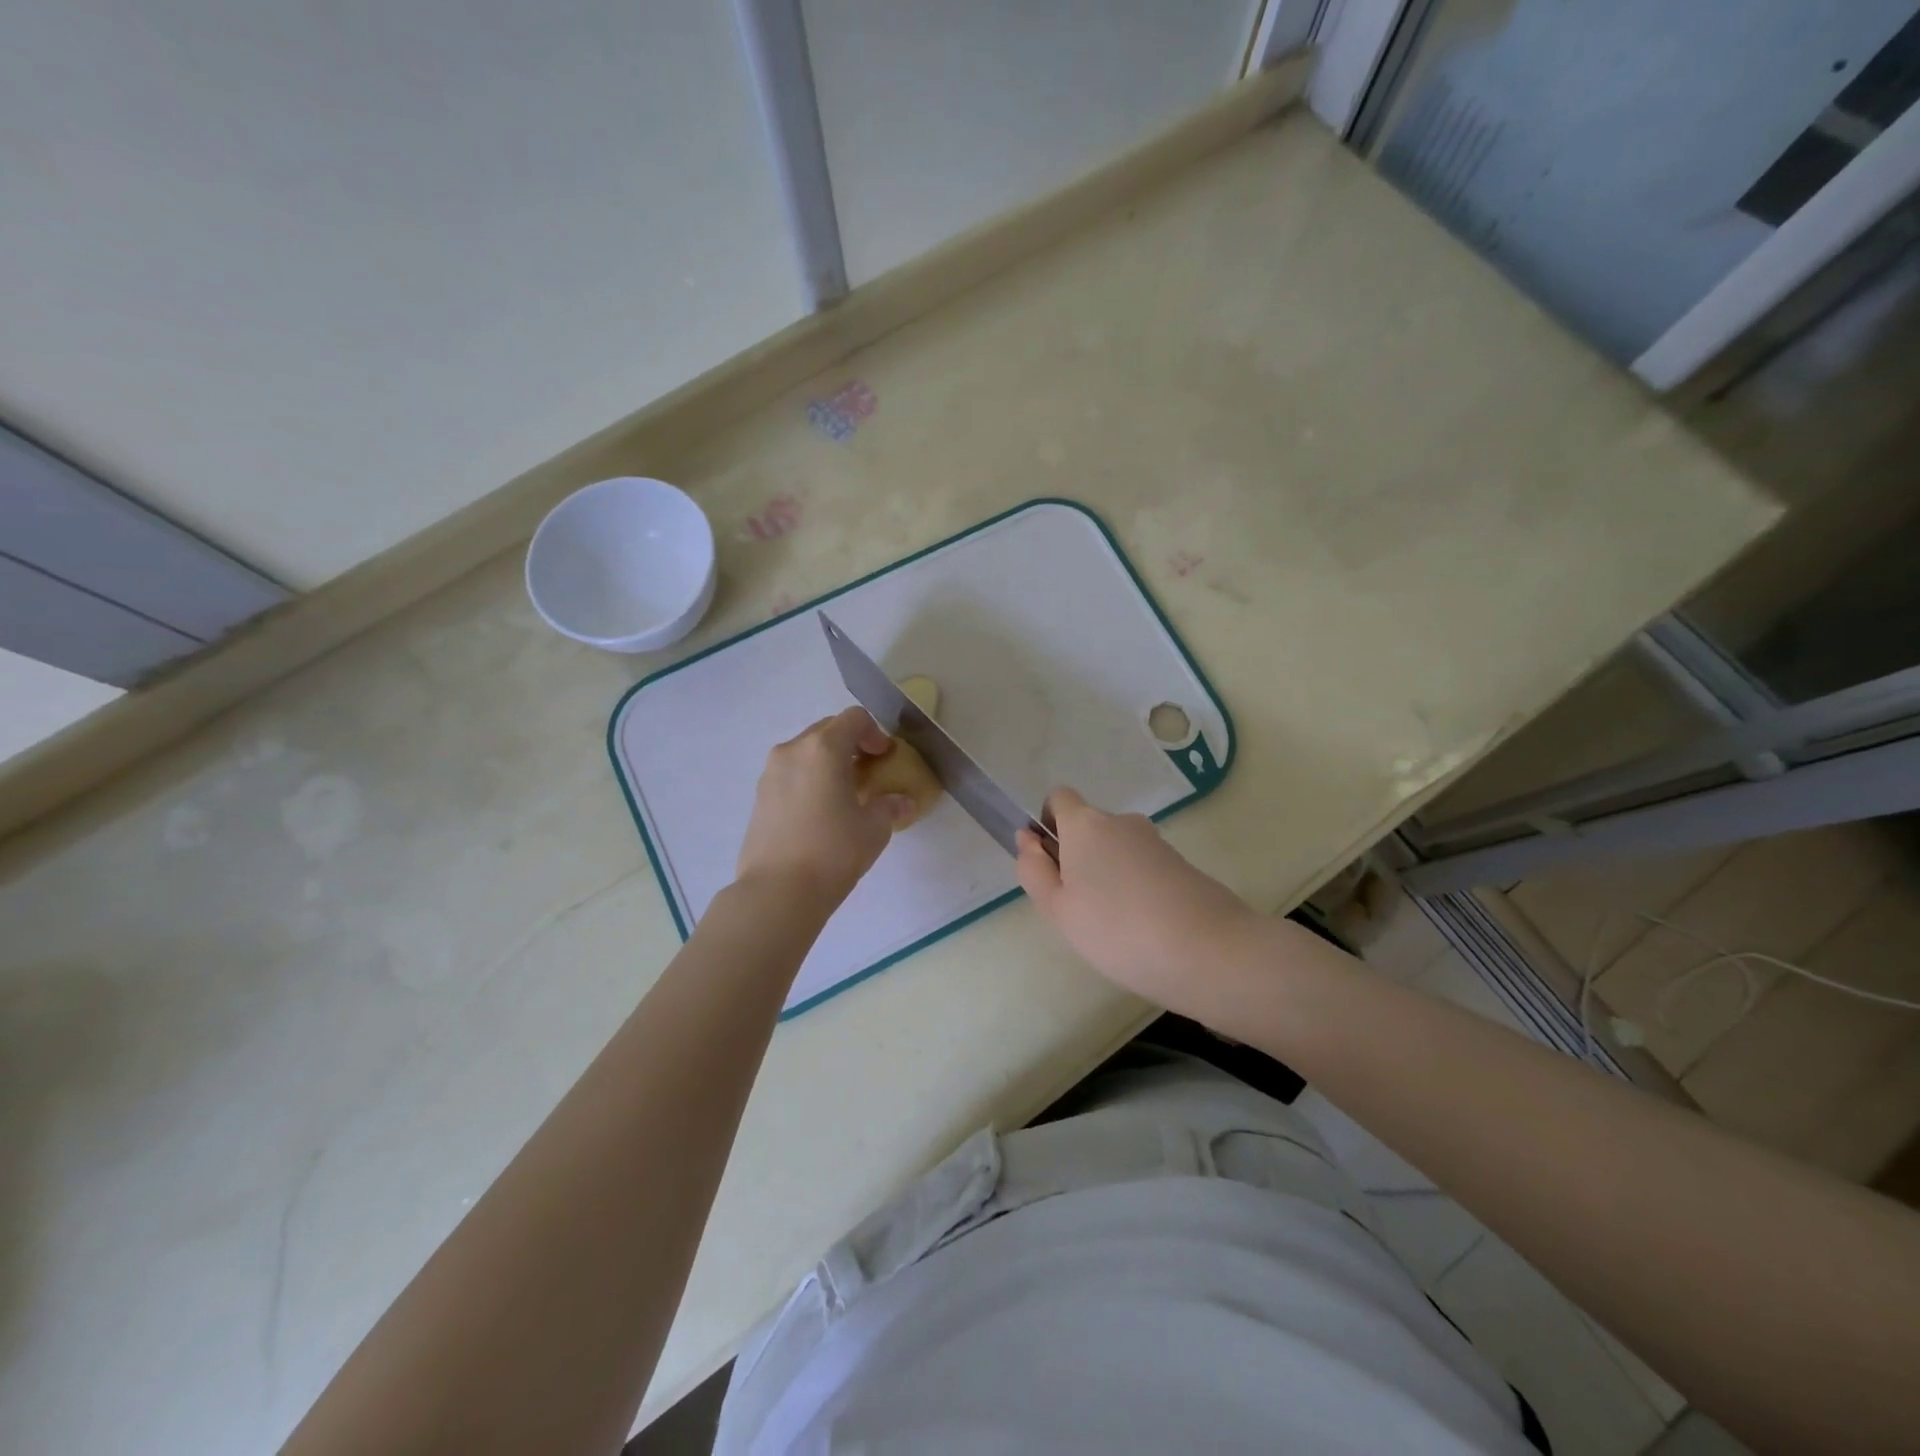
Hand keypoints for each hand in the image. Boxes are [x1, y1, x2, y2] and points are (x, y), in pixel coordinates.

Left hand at [737, 707, 915, 906]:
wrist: (777, 892)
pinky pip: (790, 773)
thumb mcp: (874, 828)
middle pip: (827, 730)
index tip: (885, 758)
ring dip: (828, 762)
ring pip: (806, 752)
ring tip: (844, 794)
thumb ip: (890, 806)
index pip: (854, 718)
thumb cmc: (833, 852)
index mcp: (823, 748)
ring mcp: (771, 772)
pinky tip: (820, 812)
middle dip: (851, 745)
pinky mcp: (759, 796)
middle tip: (868, 773)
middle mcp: (793, 750)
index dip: (875, 733)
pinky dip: (809, 779)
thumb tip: (903, 802)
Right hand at [1017, 787, 1260, 1014]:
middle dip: (1077, 858)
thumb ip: (1034, 870)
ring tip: (1113, 926)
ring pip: (1116, 850)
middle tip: (1078, 909)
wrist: (1209, 951)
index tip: (1050, 864)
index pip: (1059, 798)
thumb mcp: (1058, 909)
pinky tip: (1142, 928)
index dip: (1048, 824)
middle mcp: (1121, 821)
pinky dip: (1135, 888)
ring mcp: (1155, 841)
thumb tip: (1027, 839)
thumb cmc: (1117, 930)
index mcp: (1085, 824)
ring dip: (1107, 876)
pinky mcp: (1181, 863)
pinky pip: (1142, 867)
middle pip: (1088, 828)